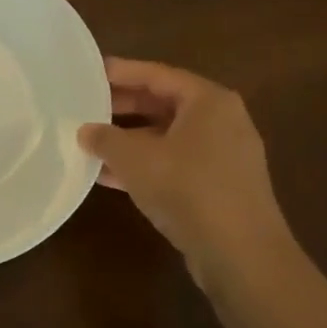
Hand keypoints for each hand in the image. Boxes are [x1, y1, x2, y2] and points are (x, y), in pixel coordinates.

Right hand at [78, 58, 294, 290]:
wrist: (241, 255)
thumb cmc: (188, 189)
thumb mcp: (135, 159)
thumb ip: (105, 139)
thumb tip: (85, 131)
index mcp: (208, 101)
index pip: (157, 74)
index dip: (121, 72)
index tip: (90, 72)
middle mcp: (221, 122)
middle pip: (163, 104)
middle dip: (123, 108)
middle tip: (85, 106)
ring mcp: (223, 157)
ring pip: (166, 137)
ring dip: (129, 141)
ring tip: (90, 142)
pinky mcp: (219, 187)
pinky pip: (174, 164)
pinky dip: (144, 165)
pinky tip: (109, 176)